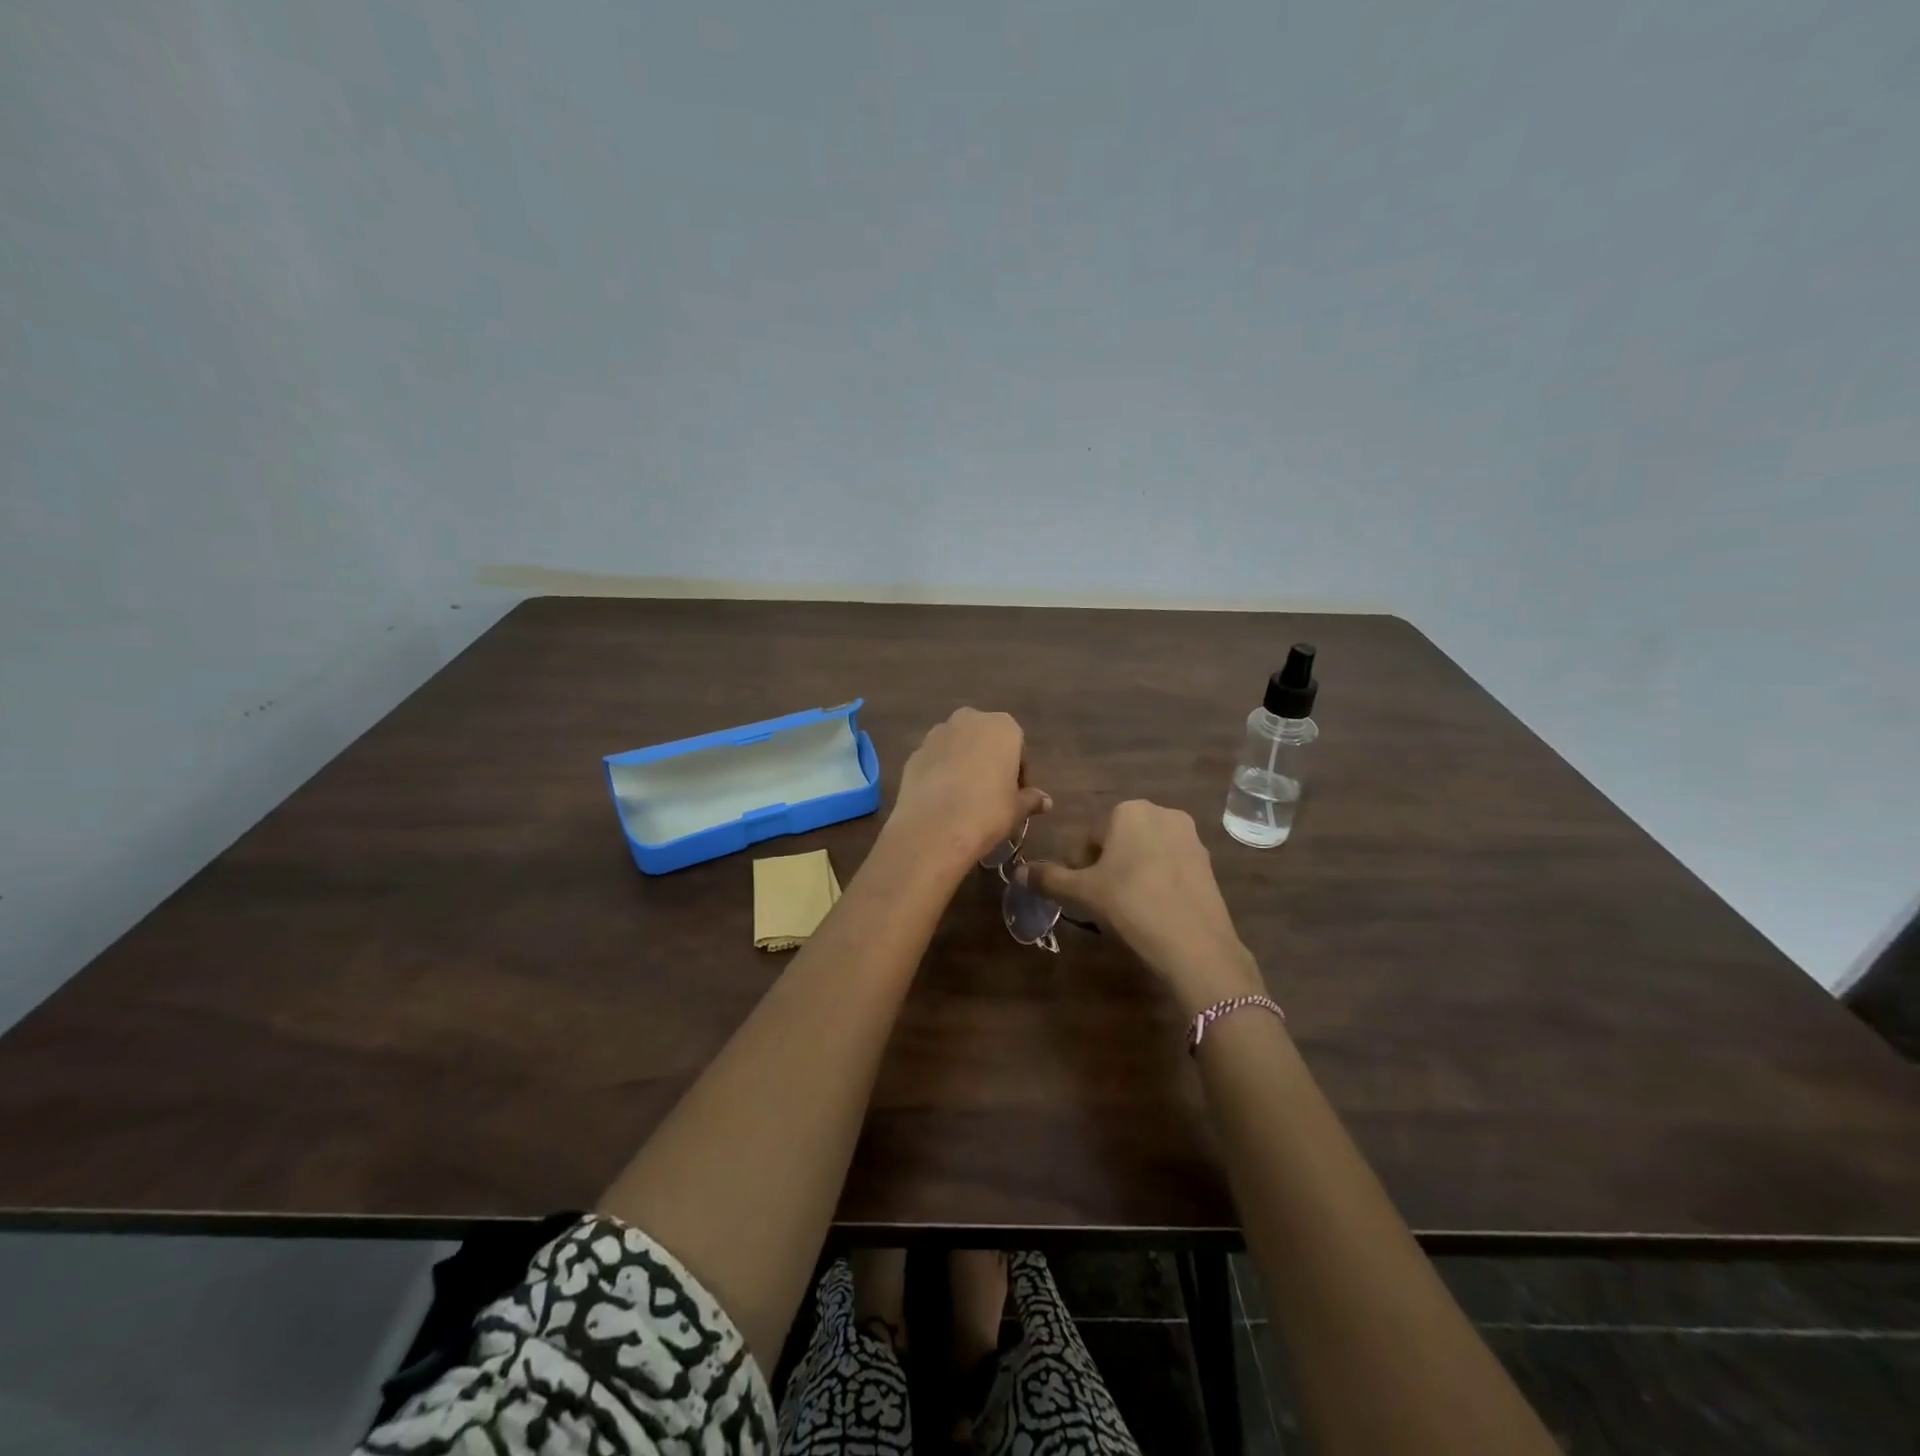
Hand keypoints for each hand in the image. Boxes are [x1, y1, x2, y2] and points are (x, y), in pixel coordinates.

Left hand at [885, 708, 1050, 871]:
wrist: (934, 828)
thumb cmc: (988, 812)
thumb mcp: (1017, 808)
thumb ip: (1031, 799)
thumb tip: (1046, 802)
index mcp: (1002, 726)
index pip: (1018, 748)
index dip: (1019, 773)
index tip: (1016, 796)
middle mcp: (968, 720)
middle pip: (985, 740)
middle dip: (989, 762)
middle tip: (992, 795)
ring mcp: (936, 734)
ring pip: (957, 747)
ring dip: (963, 764)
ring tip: (965, 798)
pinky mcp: (914, 753)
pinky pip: (935, 761)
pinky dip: (940, 773)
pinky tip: (943, 800)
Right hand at [1021, 800, 1262, 1014]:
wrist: (1195, 942)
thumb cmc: (1131, 903)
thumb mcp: (1084, 892)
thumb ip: (1050, 879)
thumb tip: (1019, 873)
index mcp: (1128, 810)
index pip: (1090, 836)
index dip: (1080, 866)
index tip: (1082, 892)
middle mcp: (1162, 813)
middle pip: (1120, 840)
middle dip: (1107, 866)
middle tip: (1102, 900)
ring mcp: (1190, 836)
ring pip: (1146, 852)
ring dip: (1133, 872)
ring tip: (1128, 907)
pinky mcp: (1208, 861)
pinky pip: (1171, 865)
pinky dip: (1158, 881)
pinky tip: (1155, 909)